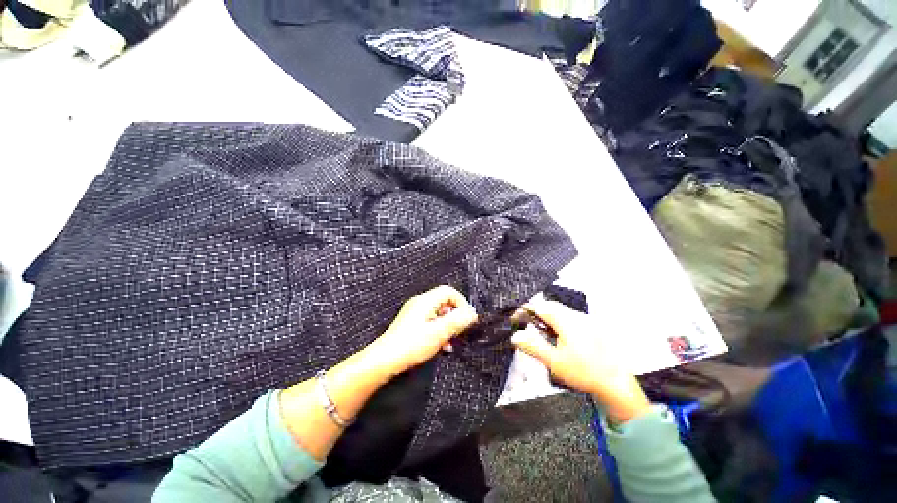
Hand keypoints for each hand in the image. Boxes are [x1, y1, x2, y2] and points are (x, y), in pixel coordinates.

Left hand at [366, 285, 478, 376]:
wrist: (384, 361)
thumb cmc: (412, 345)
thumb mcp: (439, 333)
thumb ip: (457, 321)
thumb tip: (472, 313)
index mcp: (426, 300)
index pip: (449, 291)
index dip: (461, 302)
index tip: (467, 319)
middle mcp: (420, 303)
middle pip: (445, 302)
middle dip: (455, 316)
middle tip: (460, 332)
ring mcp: (415, 313)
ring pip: (439, 314)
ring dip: (448, 326)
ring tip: (451, 342)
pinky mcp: (412, 324)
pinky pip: (432, 322)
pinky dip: (440, 331)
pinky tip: (442, 347)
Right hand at [511, 297, 650, 423]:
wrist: (615, 384)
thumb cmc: (584, 372)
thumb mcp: (554, 362)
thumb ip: (533, 346)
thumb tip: (516, 336)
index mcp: (566, 321)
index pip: (539, 306)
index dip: (525, 311)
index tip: (515, 319)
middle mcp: (576, 316)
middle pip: (550, 306)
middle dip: (536, 313)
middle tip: (527, 325)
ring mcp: (586, 321)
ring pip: (560, 311)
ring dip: (547, 318)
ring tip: (542, 333)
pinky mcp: (592, 327)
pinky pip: (570, 318)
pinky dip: (559, 323)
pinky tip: (560, 338)